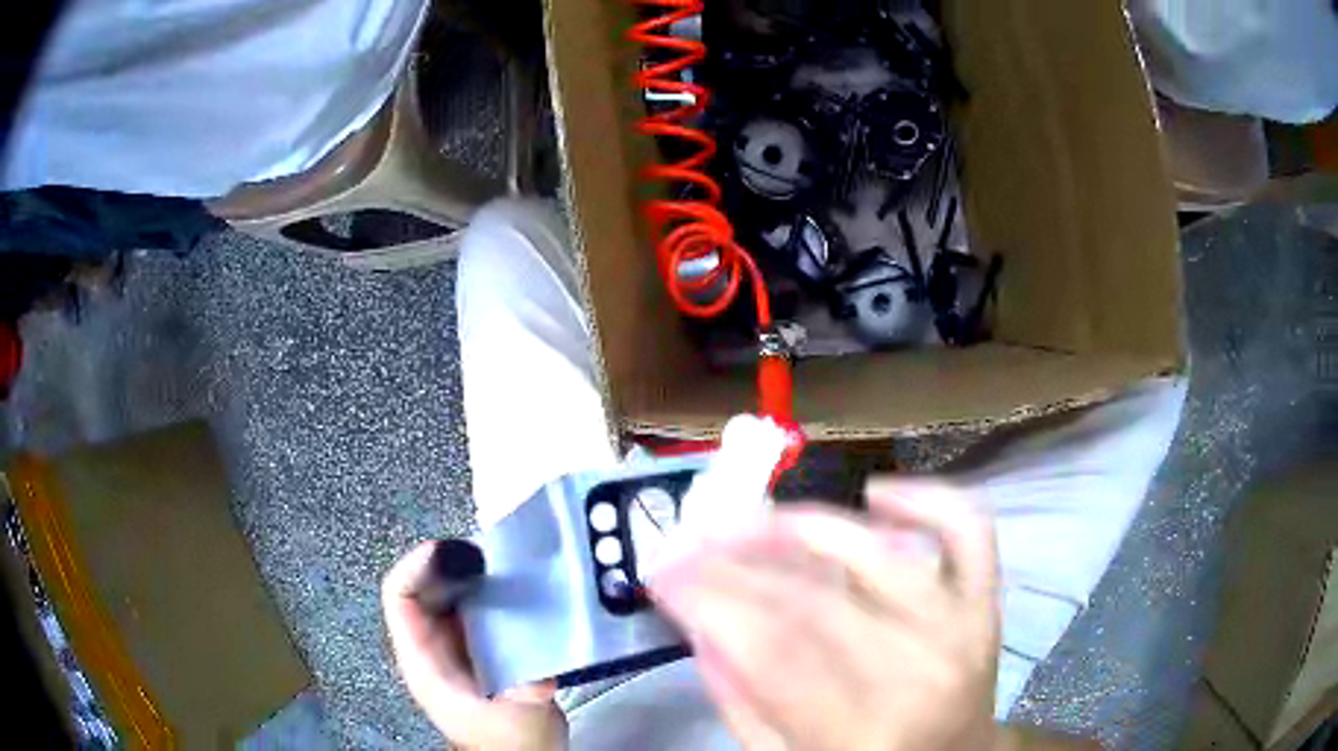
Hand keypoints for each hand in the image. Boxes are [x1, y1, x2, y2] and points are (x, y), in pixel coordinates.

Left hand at [382, 541, 567, 749]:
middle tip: (490, 554)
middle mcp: (430, 644)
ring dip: (468, 572)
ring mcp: (451, 643)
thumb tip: (536, 675)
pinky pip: (469, 604)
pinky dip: (486, 588)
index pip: (400, 597)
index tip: (459, 554)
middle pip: (422, 586)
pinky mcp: (473, 645)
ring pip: (445, 591)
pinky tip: (513, 586)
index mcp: (424, 661)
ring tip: (504, 563)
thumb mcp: (519, 722)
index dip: (420, 567)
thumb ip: (525, 698)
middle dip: (450, 563)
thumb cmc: (508, 742)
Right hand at [650, 479, 1000, 750]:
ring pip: (878, 550)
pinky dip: (925, 498)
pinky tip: (876, 494)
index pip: (769, 648)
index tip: (660, 570)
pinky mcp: (984, 599)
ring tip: (753, 520)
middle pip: (814, 597)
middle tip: (690, 541)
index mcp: (862, 731)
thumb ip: (740, 701)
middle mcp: (918, 670)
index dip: (706, 599)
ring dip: (806, 524)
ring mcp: (960, 626)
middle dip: (736, 561)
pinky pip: (966, 528)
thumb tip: (700, 623)